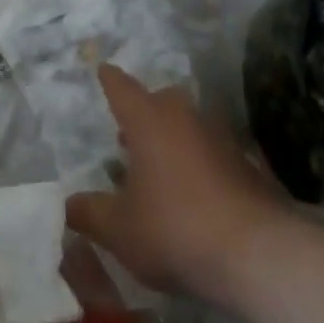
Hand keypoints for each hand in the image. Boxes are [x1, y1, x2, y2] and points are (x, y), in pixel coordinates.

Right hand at [66, 65, 290, 308]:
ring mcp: (219, 136)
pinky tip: (190, 193)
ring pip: (187, 125)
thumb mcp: (119, 229)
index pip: (122, 88)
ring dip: (171, 139)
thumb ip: (90, 213)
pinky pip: (210, 151)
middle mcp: (184, 116)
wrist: (255, 252)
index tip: (103, 70)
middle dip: (143, 113)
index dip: (110, 80)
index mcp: (148, 120)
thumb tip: (68, 203)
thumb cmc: (174, 229)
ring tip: (155, 168)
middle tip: (126, 136)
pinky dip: (196, 163)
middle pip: (160, 101)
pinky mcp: (245, 163)